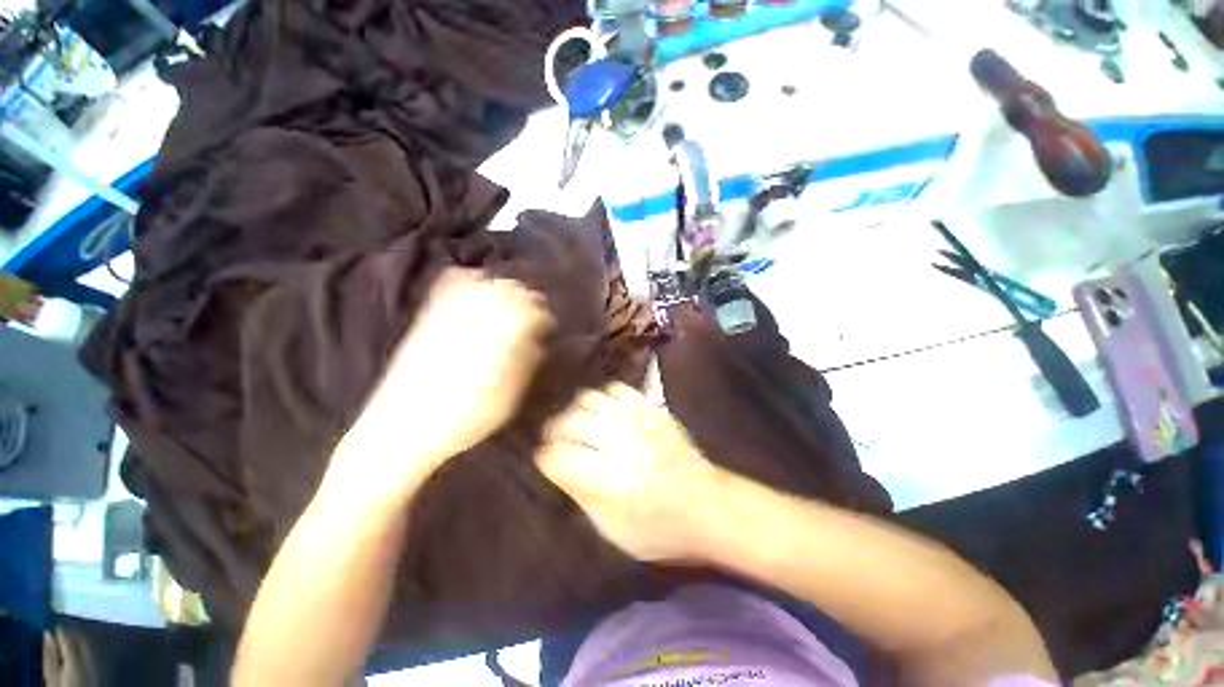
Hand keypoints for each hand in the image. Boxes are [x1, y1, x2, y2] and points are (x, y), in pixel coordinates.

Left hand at [337, 269, 554, 492]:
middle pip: (508, 291)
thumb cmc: (463, 420)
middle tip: (534, 309)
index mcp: (499, 339)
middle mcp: (475, 319)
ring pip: (482, 284)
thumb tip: (538, 343)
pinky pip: (447, 286)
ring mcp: (448, 315)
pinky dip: (465, 278)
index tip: (549, 325)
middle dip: (526, 296)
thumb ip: (525, 365)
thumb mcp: (507, 399)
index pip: (530, 312)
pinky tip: (474, 281)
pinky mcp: (426, 318)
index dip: (543, 315)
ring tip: (510, 296)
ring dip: (501, 287)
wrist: (401, 429)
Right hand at [535, 383, 720, 561]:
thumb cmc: (660, 528)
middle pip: (572, 422)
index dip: (547, 458)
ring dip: (576, 411)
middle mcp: (621, 443)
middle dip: (555, 431)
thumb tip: (557, 467)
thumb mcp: (613, 531)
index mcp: (610, 481)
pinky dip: (602, 398)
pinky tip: (603, 412)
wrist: (706, 504)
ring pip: (590, 399)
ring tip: (576, 423)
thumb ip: (581, 496)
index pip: (561, 457)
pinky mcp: (650, 409)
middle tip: (554, 439)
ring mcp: (637, 420)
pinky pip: (616, 390)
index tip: (545, 461)